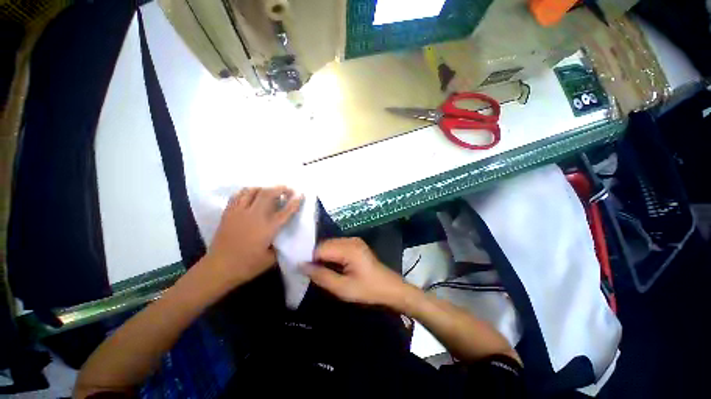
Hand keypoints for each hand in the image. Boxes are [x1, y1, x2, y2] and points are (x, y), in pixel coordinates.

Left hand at [204, 186, 302, 288]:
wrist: (218, 268)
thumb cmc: (247, 265)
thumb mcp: (271, 259)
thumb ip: (279, 245)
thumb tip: (283, 237)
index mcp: (268, 228)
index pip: (285, 211)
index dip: (295, 202)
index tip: (301, 194)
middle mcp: (254, 216)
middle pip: (268, 194)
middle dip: (280, 188)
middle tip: (287, 189)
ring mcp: (239, 213)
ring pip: (252, 191)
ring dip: (264, 188)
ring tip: (269, 191)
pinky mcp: (228, 213)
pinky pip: (238, 195)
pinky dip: (247, 191)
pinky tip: (251, 195)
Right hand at [304, 238, 410, 308]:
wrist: (389, 288)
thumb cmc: (367, 290)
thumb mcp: (342, 288)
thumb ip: (321, 276)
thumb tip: (302, 266)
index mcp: (349, 248)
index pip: (321, 248)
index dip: (310, 259)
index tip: (304, 272)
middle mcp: (350, 240)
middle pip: (325, 244)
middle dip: (316, 257)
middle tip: (312, 274)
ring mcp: (354, 241)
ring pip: (330, 245)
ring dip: (323, 256)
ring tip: (321, 271)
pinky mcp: (356, 244)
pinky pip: (337, 246)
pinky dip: (331, 255)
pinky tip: (332, 266)